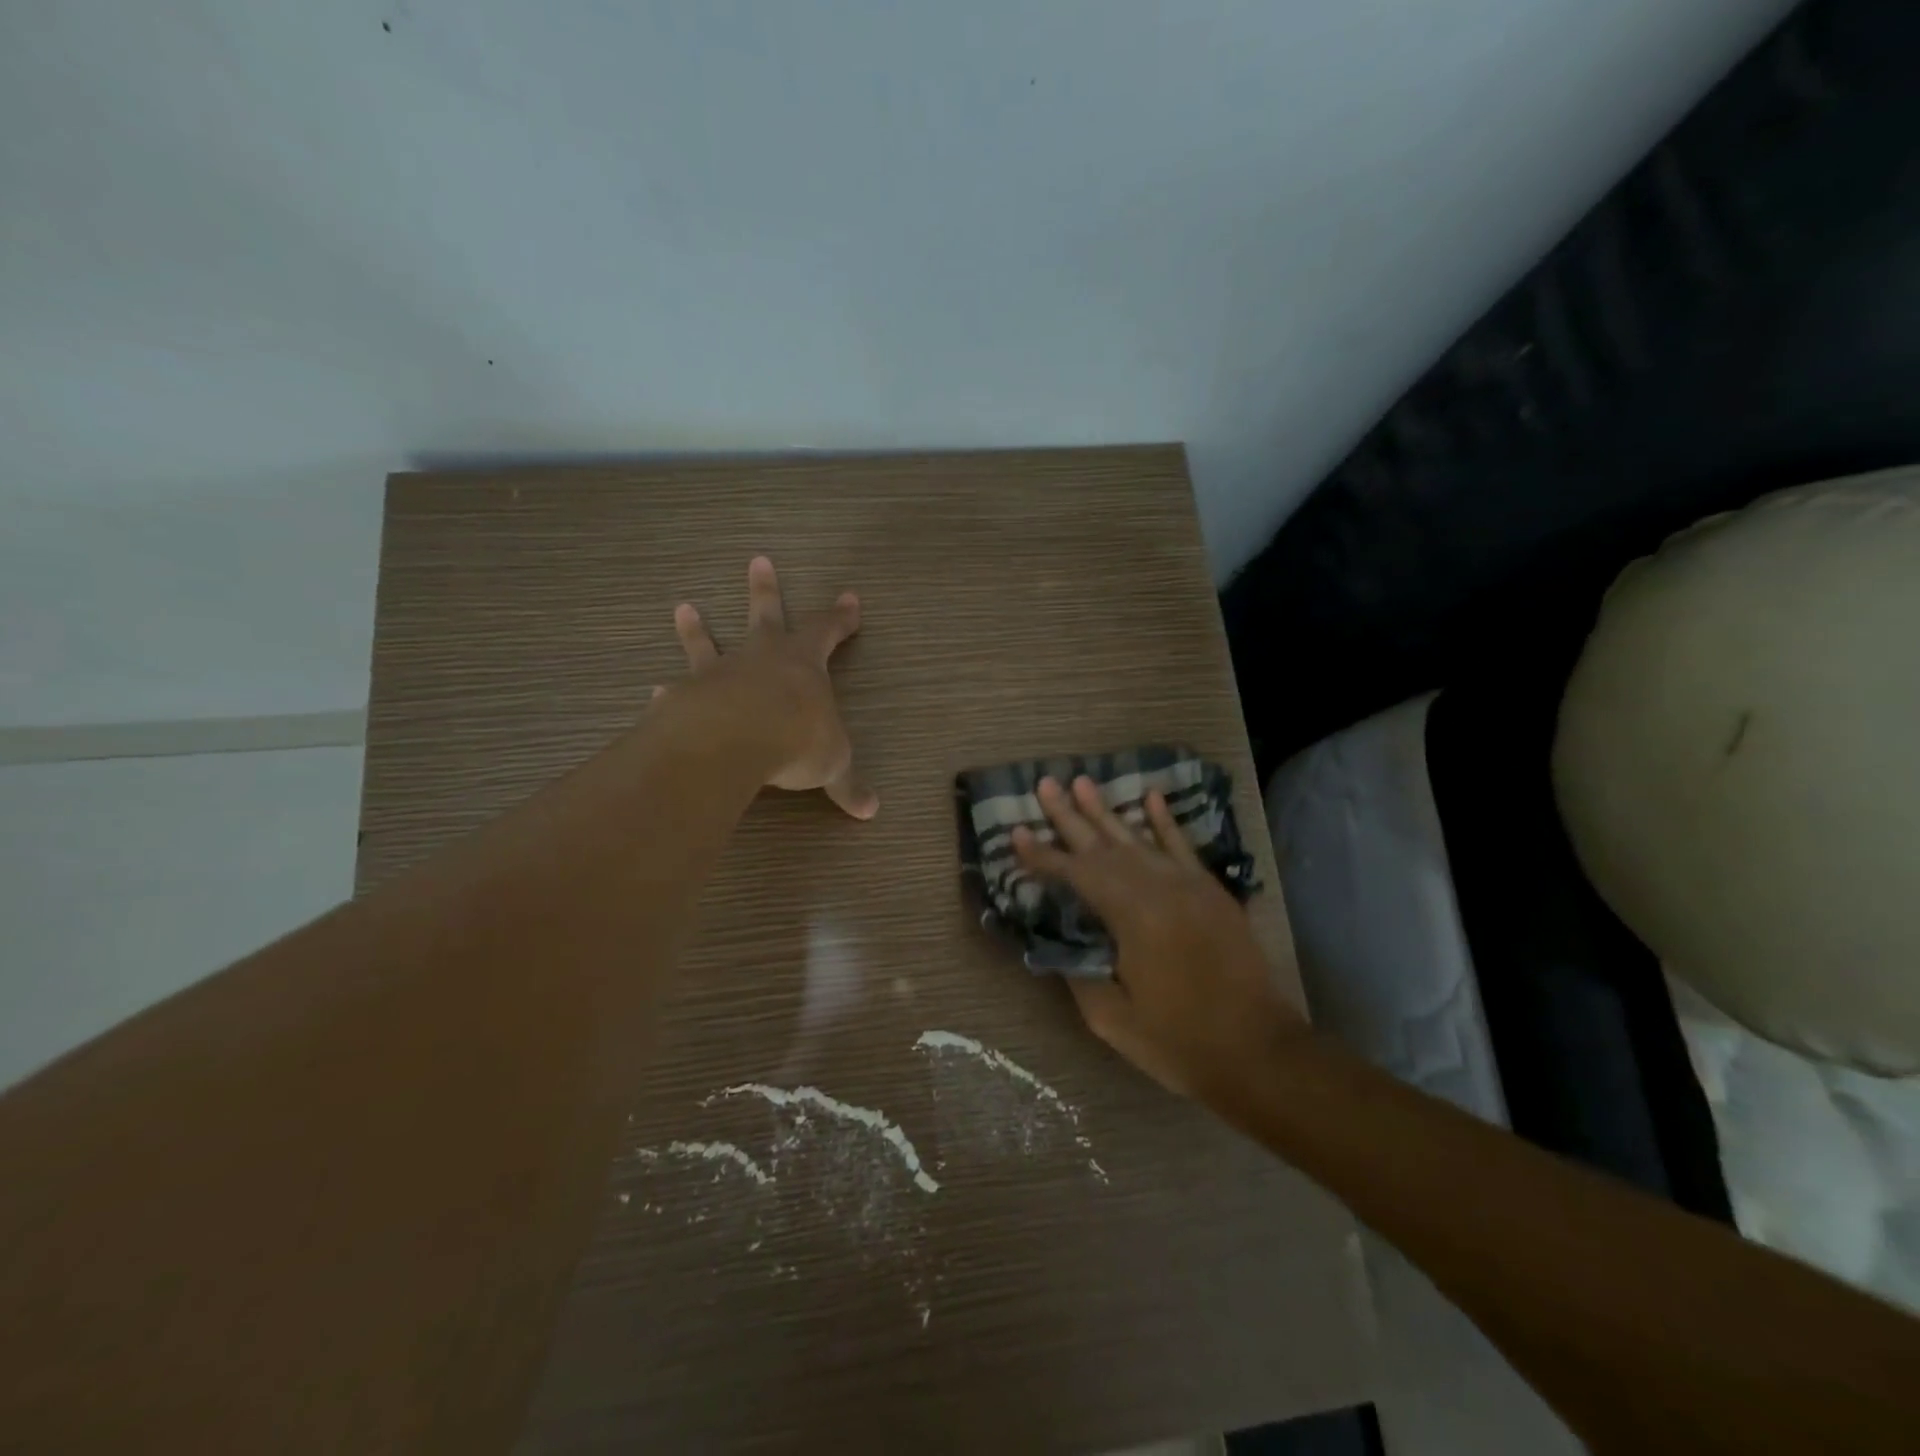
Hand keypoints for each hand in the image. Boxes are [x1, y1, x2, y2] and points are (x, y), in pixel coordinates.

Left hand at [661, 556, 877, 819]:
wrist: (734, 740)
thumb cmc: (796, 740)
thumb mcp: (832, 765)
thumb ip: (847, 784)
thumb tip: (871, 810)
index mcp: (804, 664)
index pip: (827, 631)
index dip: (840, 618)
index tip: (850, 598)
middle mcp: (761, 658)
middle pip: (766, 615)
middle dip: (766, 589)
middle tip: (758, 560)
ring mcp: (720, 673)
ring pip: (709, 642)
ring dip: (698, 628)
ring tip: (683, 607)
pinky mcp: (686, 695)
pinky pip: (677, 689)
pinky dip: (669, 690)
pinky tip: (656, 690)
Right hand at [1013, 775, 1305, 1097]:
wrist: (1260, 1051)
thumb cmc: (1180, 1041)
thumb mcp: (1113, 1019)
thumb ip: (1080, 973)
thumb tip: (1062, 942)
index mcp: (1132, 917)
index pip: (1077, 875)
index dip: (1043, 856)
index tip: (1016, 833)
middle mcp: (1159, 888)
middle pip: (1104, 845)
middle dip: (1070, 816)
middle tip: (1045, 784)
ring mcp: (1189, 885)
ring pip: (1139, 839)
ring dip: (1107, 811)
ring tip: (1082, 782)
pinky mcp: (1211, 891)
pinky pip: (1182, 846)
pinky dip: (1165, 821)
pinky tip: (1151, 797)